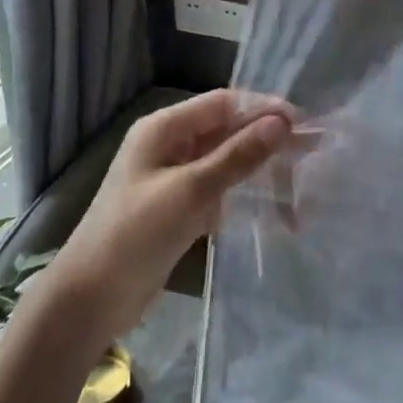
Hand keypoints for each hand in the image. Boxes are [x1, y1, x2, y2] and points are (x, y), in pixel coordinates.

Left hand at [42, 90, 295, 344]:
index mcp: (164, 128)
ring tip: (302, 181)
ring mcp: (174, 179)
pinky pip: (220, 192)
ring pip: (226, 162)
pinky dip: (245, 197)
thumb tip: (281, 122)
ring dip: (260, 169)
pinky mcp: (179, 210)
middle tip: (312, 151)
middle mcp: (170, 146)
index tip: (303, 123)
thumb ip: (237, 156)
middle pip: (227, 131)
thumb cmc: (135, 234)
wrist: (90, 299)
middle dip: (267, 139)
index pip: (223, 103)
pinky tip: (276, 211)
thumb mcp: (190, 190)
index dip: (263, 108)